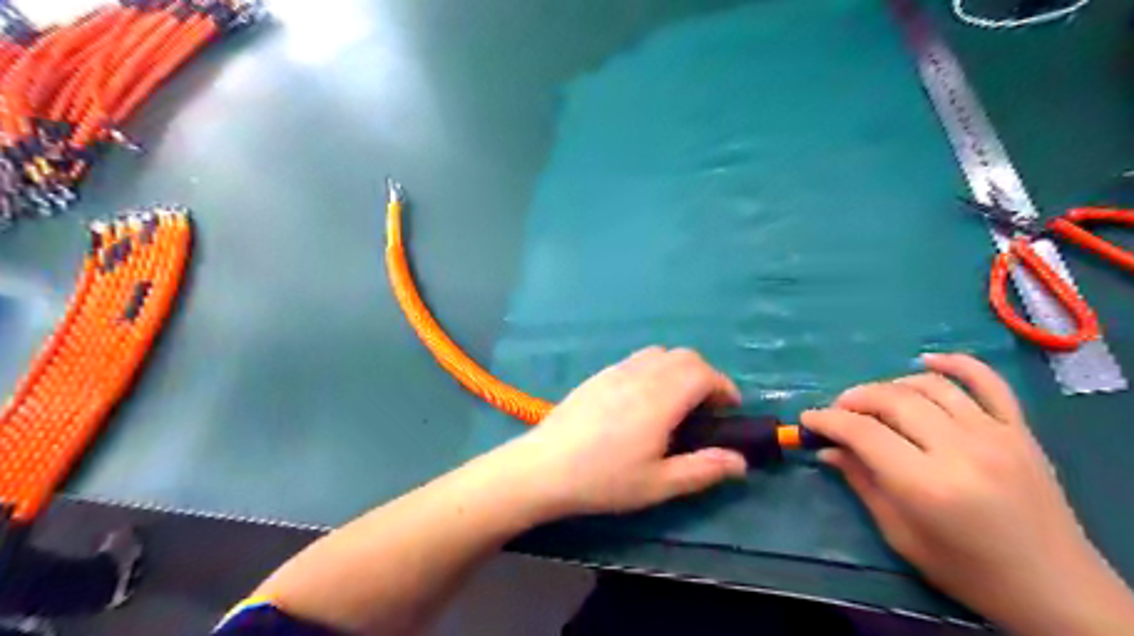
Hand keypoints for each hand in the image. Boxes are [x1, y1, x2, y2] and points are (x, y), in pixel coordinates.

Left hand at [495, 347, 746, 521]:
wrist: (543, 467)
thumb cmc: (603, 479)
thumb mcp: (658, 484)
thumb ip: (703, 469)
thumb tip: (741, 462)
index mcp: (660, 398)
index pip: (703, 373)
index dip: (724, 386)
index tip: (730, 409)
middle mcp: (640, 375)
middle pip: (684, 356)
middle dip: (705, 376)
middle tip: (706, 409)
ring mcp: (616, 371)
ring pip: (659, 353)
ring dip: (679, 370)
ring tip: (676, 403)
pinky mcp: (598, 375)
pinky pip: (636, 360)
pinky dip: (654, 370)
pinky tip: (642, 401)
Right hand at [802, 354, 1132, 635]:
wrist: (1054, 587)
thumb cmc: (967, 570)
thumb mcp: (900, 534)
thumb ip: (861, 482)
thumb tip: (826, 449)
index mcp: (927, 485)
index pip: (863, 433)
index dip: (828, 420)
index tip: (808, 419)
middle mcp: (961, 451)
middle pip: (893, 401)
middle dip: (854, 399)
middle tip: (837, 410)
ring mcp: (996, 435)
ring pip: (931, 387)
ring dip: (891, 385)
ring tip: (873, 399)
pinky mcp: (1020, 431)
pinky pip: (988, 382)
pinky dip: (956, 363)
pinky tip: (926, 362)